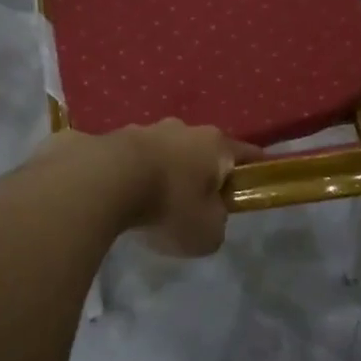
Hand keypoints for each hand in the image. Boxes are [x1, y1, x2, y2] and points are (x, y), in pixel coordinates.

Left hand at [38, 122, 259, 256]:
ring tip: (152, 201)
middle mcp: (182, 129)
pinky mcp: (111, 137)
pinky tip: (123, 196)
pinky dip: (132, 174)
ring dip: (163, 171)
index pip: (246, 153)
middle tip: (195, 201)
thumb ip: (216, 223)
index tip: (257, 179)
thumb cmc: (169, 204)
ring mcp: (144, 129)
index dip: (254, 169)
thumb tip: (208, 216)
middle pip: (200, 150)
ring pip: (164, 152)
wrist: (103, 180)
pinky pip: (130, 160)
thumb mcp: (207, 232)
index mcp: (215, 145)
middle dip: (200, 172)